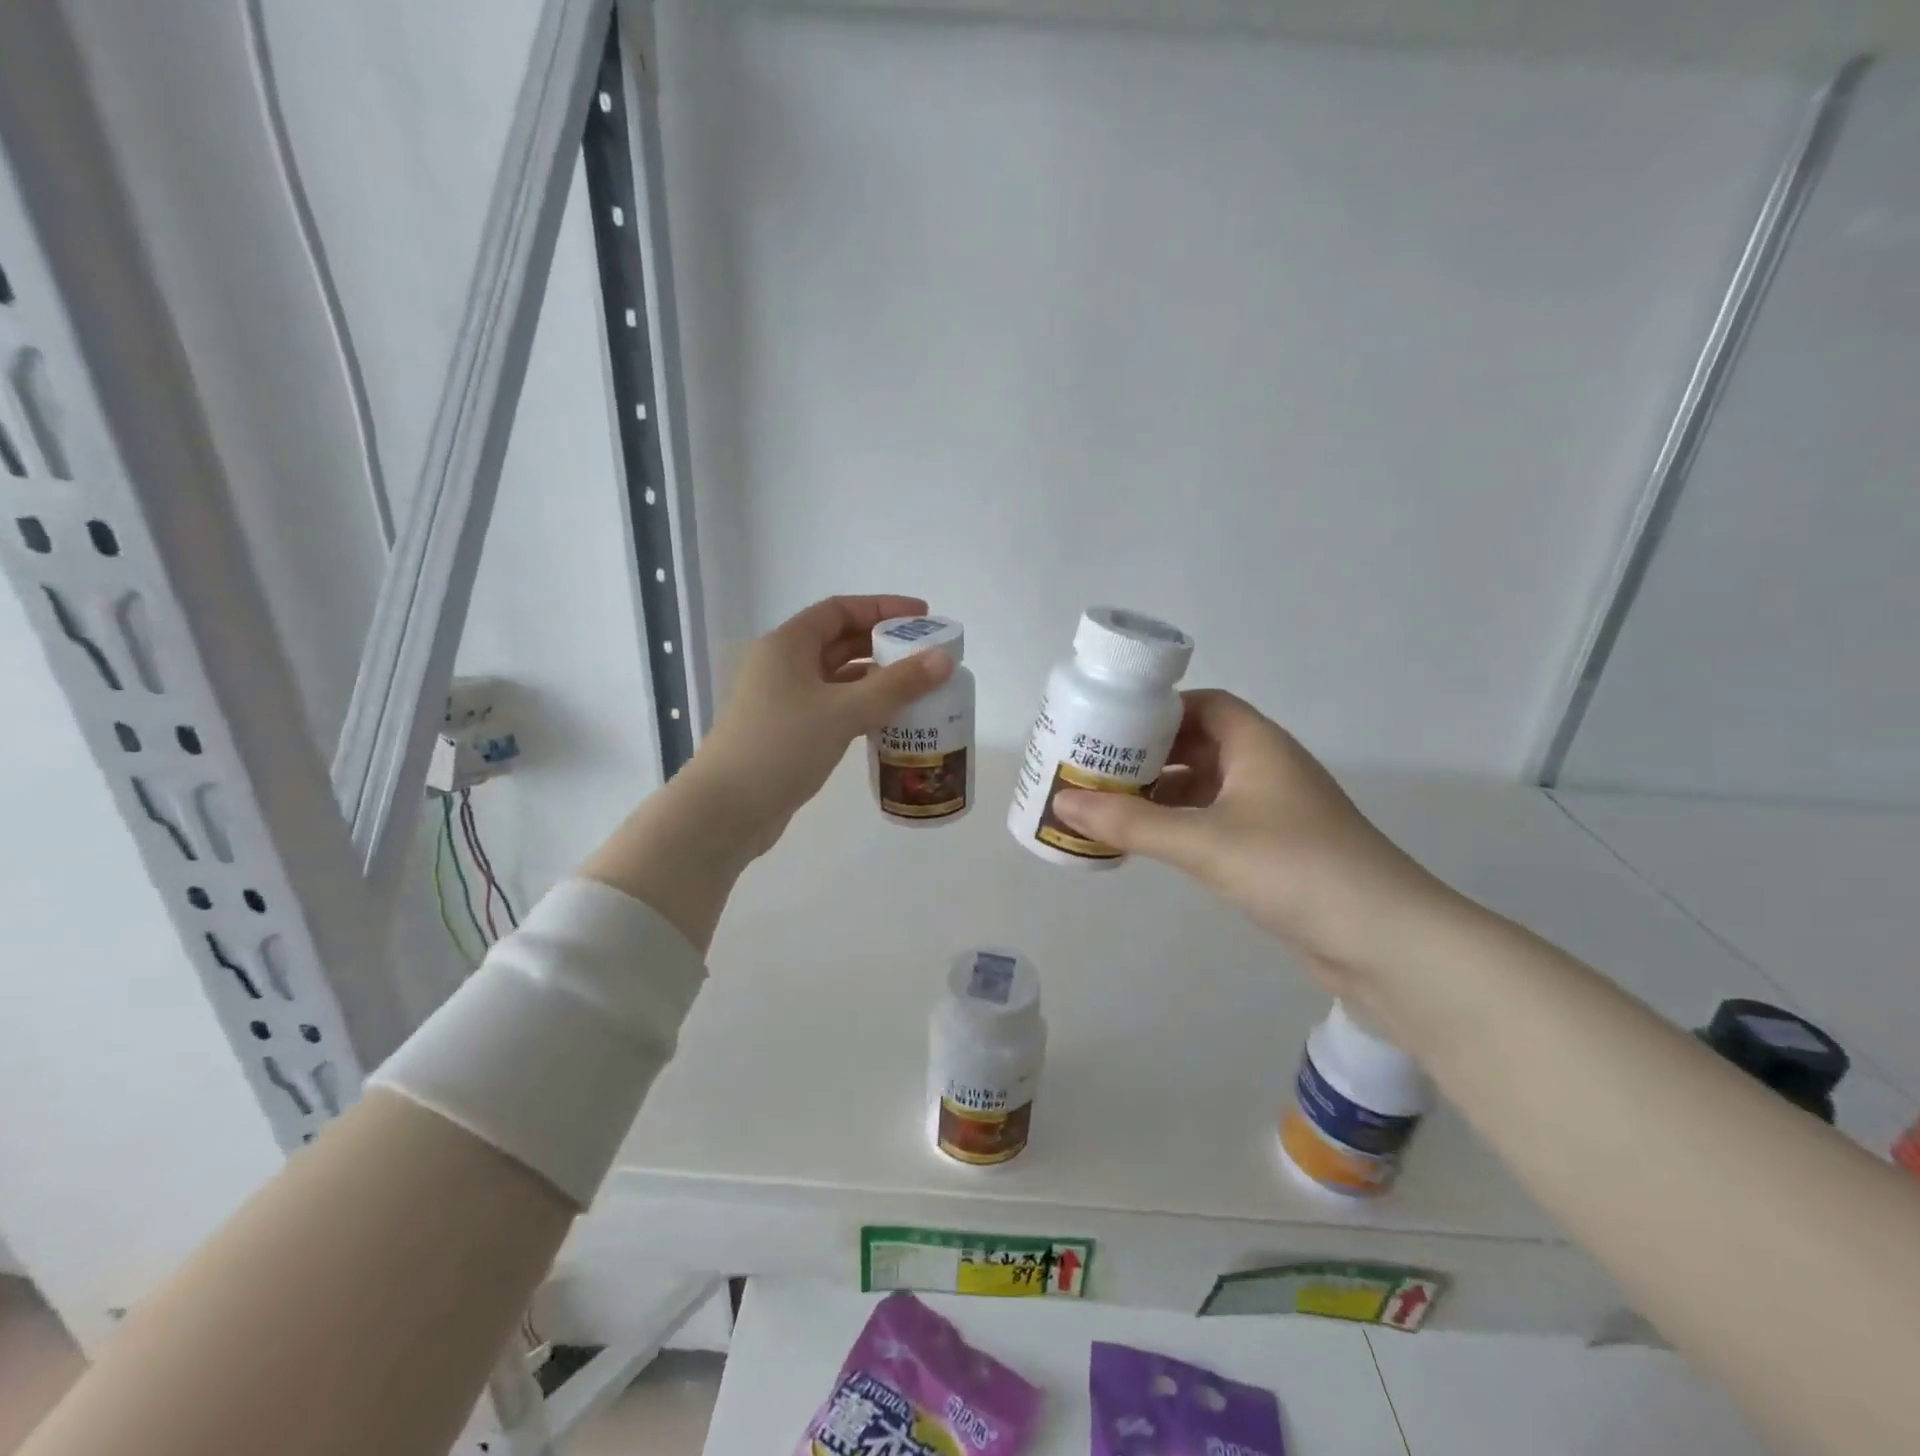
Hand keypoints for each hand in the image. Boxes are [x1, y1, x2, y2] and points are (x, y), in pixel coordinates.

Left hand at [682, 594, 954, 856]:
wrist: (727, 811)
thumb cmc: (782, 747)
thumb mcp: (844, 711)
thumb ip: (897, 685)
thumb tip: (944, 659)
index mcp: (787, 645)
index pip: (840, 610)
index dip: (883, 609)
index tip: (923, 618)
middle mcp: (783, 666)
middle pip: (840, 642)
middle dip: (883, 645)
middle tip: (927, 656)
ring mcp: (784, 701)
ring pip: (838, 679)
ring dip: (875, 680)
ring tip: (918, 687)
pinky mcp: (789, 733)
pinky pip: (834, 708)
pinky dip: (862, 708)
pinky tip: (891, 721)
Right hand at [1052, 690, 1452, 979]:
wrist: (1384, 941)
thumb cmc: (1295, 868)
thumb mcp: (1204, 841)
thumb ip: (1132, 823)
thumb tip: (1063, 804)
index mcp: (1258, 745)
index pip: (1203, 705)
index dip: (1157, 710)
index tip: (1109, 725)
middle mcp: (1265, 769)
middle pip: (1197, 745)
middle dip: (1147, 755)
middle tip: (1093, 767)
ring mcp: (1271, 812)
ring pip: (1203, 788)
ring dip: (1158, 794)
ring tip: (1104, 805)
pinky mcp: (1271, 851)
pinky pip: (1211, 823)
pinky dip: (1176, 826)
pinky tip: (1143, 842)